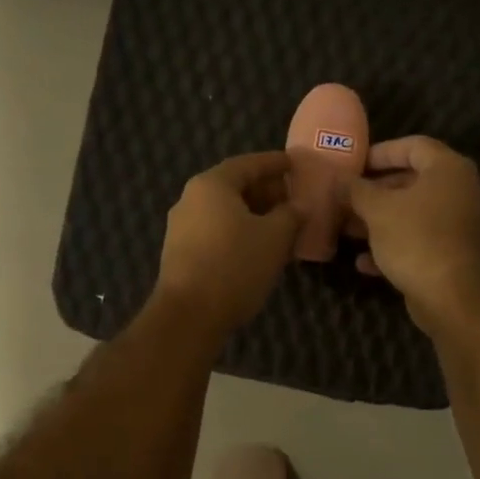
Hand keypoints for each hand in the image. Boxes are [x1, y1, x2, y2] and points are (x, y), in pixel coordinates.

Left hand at [155, 150, 301, 336]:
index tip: (295, 164)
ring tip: (281, 224)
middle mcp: (191, 199)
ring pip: (224, 211)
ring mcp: (181, 227)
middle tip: (291, 197)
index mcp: (212, 185)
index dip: (274, 163)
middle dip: (265, 191)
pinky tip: (258, 247)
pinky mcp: (180, 253)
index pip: (248, 164)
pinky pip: (216, 231)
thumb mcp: (275, 238)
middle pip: (233, 186)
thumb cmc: (235, 266)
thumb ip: (291, 215)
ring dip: (253, 214)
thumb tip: (299, 206)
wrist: (189, 315)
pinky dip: (239, 231)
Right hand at [344, 136, 479, 323]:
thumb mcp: (377, 210)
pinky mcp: (451, 253)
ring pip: (411, 213)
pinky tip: (363, 262)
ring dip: (378, 220)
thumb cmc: (416, 239)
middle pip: (411, 181)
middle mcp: (458, 191)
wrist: (451, 295)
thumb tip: (338, 179)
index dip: (380, 152)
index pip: (413, 145)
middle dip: (374, 191)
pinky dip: (392, 246)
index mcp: (447, 169)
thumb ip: (356, 190)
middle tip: (345, 197)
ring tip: (347, 229)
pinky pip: (417, 240)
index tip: (354, 164)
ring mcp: (456, 223)